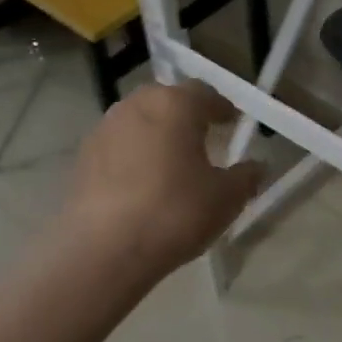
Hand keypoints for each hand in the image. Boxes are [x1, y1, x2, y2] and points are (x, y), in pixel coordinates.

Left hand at [59, 82, 262, 277]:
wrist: (103, 248)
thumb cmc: (174, 213)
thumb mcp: (224, 198)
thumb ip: (245, 177)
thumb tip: (257, 166)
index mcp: (175, 104)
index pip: (204, 93)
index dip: (221, 108)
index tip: (232, 124)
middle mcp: (137, 105)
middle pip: (167, 101)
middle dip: (186, 116)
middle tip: (203, 140)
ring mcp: (105, 128)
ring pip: (139, 121)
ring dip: (157, 134)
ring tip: (171, 163)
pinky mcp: (83, 156)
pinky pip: (118, 145)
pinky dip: (133, 155)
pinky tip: (142, 183)